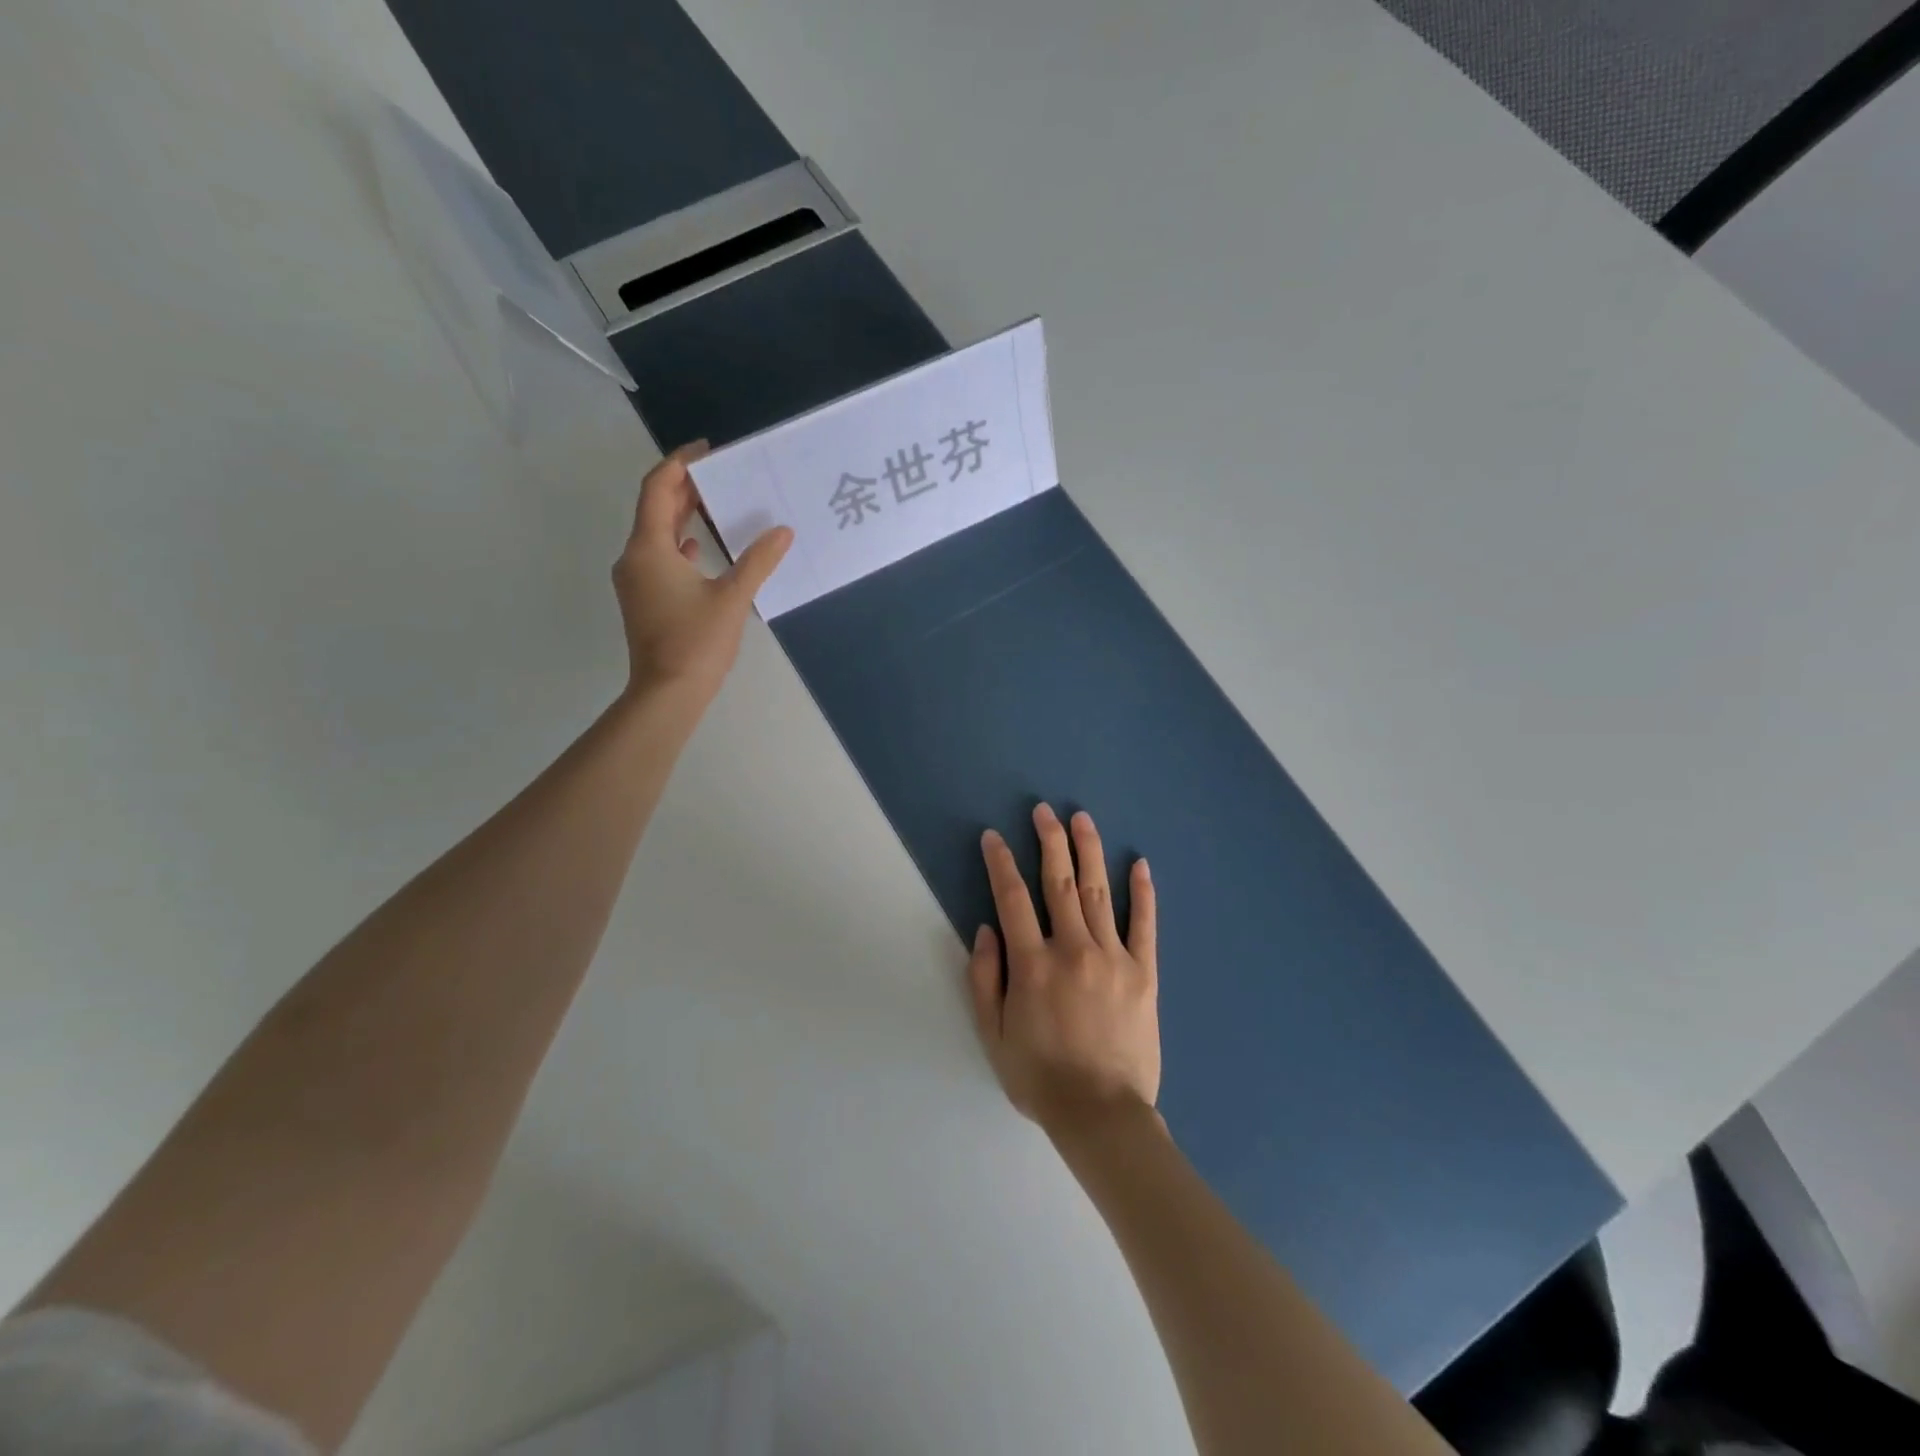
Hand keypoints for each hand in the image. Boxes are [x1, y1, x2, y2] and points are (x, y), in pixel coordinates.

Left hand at [613, 442, 792, 702]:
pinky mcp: (644, 599)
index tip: (708, 449)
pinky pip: (659, 558)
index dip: (681, 463)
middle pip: (654, 509)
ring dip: (682, 515)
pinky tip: (701, 549)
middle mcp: (635, 558)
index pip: (658, 488)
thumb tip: (783, 532)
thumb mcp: (733, 598)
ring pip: (656, 534)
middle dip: (685, 488)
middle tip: (720, 473)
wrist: (667, 694)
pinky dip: (679, 544)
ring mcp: (636, 580)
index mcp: (649, 549)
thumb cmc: (696, 642)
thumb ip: (758, 561)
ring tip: (716, 504)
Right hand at [967, 804, 1159, 1137]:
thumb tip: (986, 929)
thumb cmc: (1040, 1077)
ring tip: (1082, 819)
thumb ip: (984, 978)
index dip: (1000, 863)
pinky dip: (1143, 893)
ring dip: (1089, 852)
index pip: (1012, 898)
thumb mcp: (993, 1034)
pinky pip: (1144, 925)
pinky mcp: (1144, 973)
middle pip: (1058, 882)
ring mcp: (1113, 958)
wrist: (1101, 1114)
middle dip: (1049, 841)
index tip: (993, 836)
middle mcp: (1073, 949)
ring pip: (1098, 892)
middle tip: (1044, 811)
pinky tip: (1140, 864)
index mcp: (1032, 964)